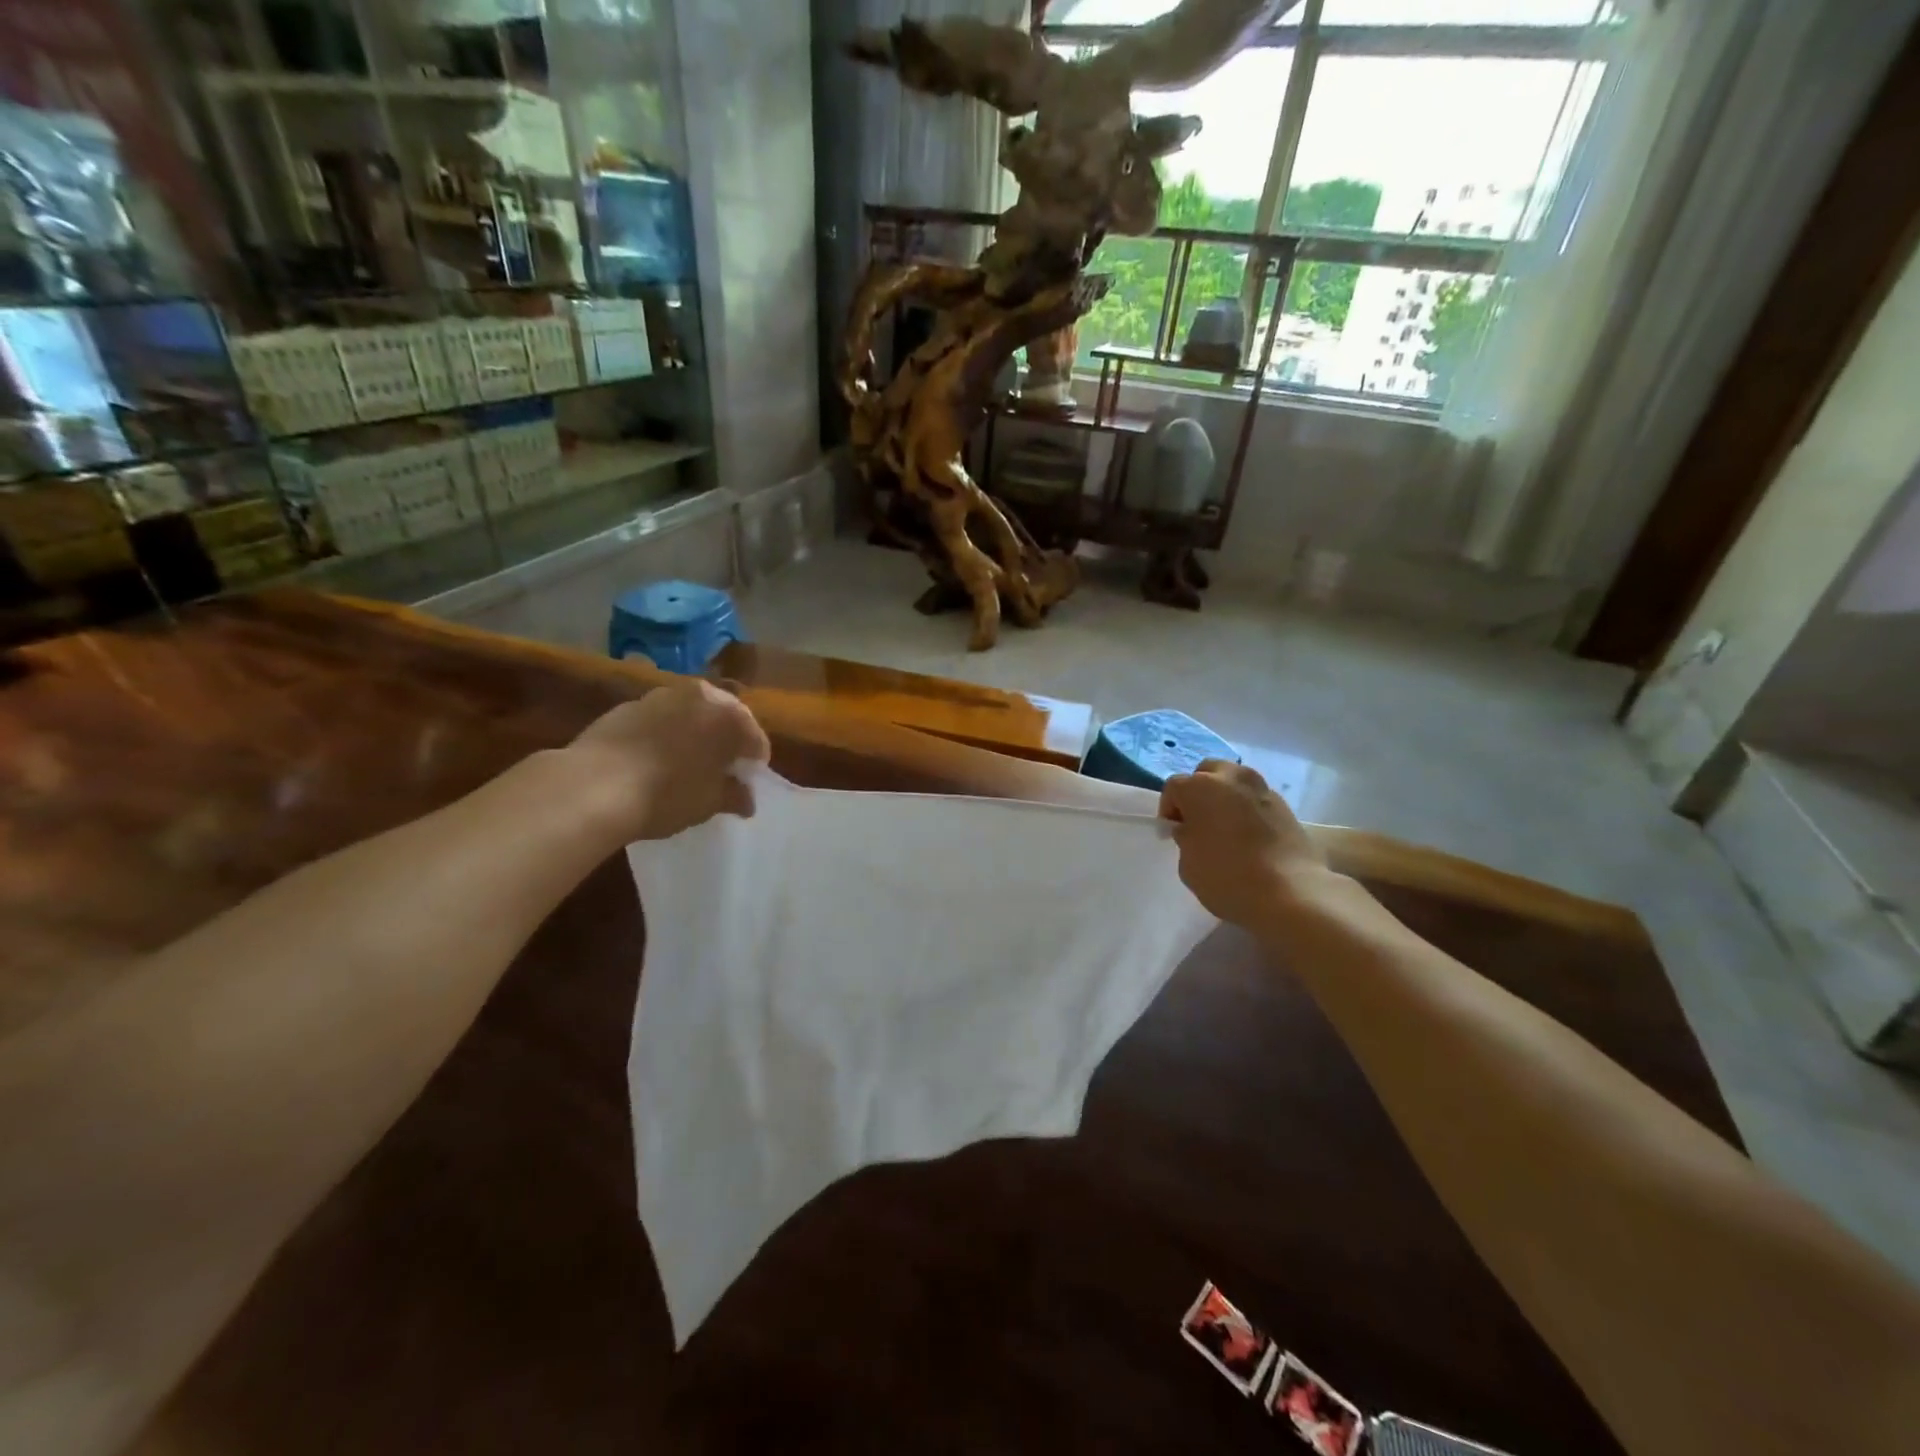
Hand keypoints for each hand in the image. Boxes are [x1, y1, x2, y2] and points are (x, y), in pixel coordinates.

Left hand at [566, 679, 771, 843]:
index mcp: (730, 716)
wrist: (594, 786)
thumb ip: (734, 796)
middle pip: (724, 718)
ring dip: (694, 733)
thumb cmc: (667, 794)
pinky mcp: (627, 704)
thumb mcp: (710, 802)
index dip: (753, 764)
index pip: (755, 741)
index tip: (744, 785)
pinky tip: (652, 759)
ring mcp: (661, 695)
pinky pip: (659, 719)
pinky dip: (663, 733)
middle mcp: (700, 695)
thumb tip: (746, 799)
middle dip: (725, 741)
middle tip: (719, 770)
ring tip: (684, 763)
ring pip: (690, 714)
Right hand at [1158, 759, 1326, 926]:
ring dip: (1225, 798)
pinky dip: (1248, 810)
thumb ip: (1186, 837)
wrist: (1291, 892)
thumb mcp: (1187, 863)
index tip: (1173, 833)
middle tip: (1198, 821)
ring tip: (1225, 828)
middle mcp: (1231, 778)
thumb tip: (1192, 829)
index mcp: (1200, 786)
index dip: (1169, 810)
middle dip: (1198, 792)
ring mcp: (1262, 789)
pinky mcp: (1285, 806)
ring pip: (1235, 782)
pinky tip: (1250, 837)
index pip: (1174, 787)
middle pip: (1207, 772)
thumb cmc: (1227, 877)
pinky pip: (1256, 800)